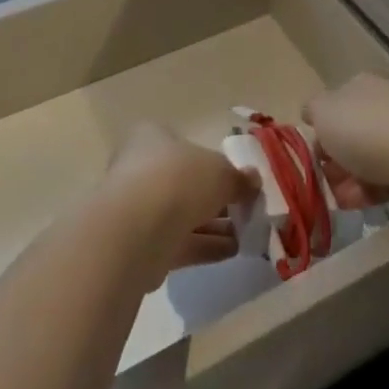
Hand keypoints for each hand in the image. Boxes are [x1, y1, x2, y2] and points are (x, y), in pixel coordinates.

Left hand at [103, 123, 259, 286]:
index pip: (183, 144)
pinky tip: (232, 250)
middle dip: (215, 198)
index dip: (211, 160)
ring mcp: (138, 209)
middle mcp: (140, 169)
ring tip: (246, 234)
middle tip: (244, 208)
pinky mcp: (140, 245)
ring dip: (214, 225)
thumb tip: (253, 180)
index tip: (235, 177)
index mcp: (152, 138)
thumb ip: (238, 178)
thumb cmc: (178, 179)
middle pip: (184, 182)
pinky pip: (179, 242)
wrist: (136, 231)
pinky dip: (205, 246)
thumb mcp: (220, 171)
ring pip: (182, 214)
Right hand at [303, 73, 388, 212]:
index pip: (332, 105)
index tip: (309, 157)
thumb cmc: (367, 130)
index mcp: (359, 87)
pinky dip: (368, 193)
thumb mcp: (324, 113)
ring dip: (348, 181)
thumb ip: (313, 111)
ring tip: (337, 201)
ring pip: (366, 160)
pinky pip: (386, 180)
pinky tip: (356, 206)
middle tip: (322, 183)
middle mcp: (382, 105)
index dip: (318, 131)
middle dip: (332, 162)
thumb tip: (312, 114)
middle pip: (349, 135)